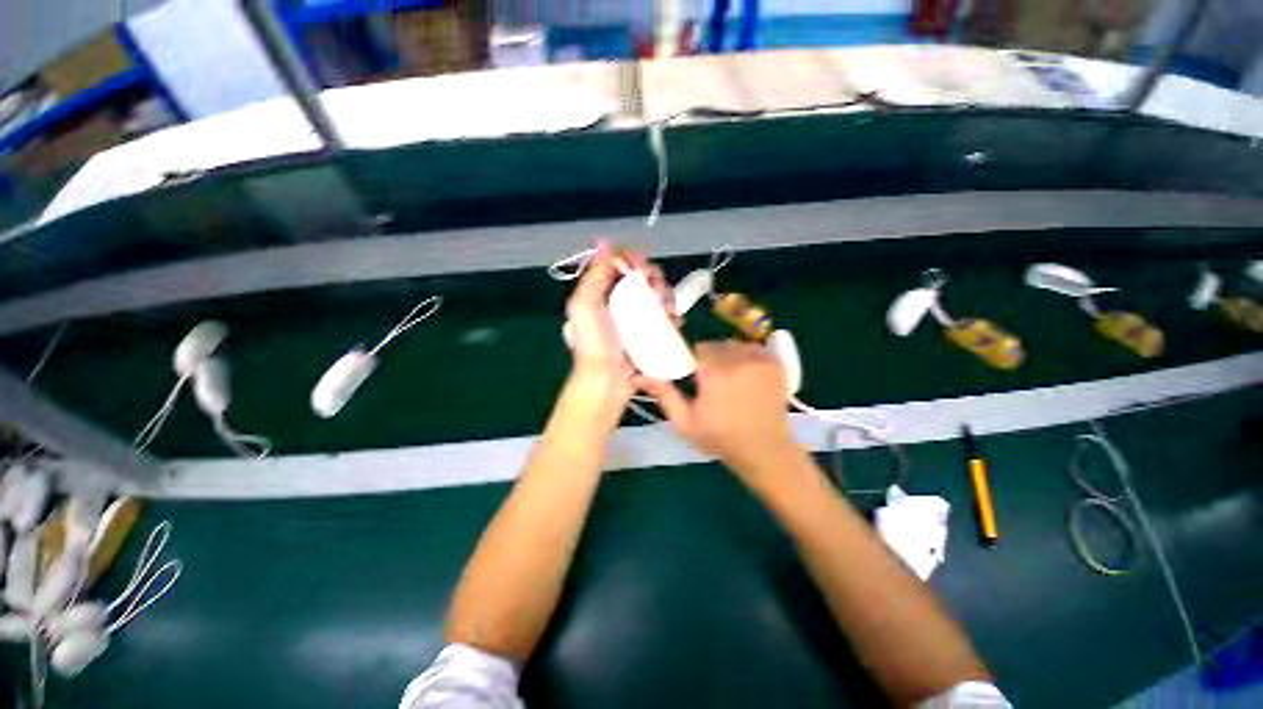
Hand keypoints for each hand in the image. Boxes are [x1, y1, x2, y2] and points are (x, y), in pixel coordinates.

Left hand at [565, 240, 672, 396]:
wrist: (606, 380)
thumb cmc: (593, 343)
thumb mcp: (585, 305)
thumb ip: (594, 275)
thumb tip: (604, 242)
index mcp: (602, 292)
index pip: (622, 266)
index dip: (634, 261)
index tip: (641, 267)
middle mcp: (620, 302)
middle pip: (643, 279)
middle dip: (653, 280)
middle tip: (655, 291)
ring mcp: (637, 319)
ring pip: (658, 296)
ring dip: (666, 297)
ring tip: (667, 309)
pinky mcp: (651, 334)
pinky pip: (665, 317)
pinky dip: (672, 315)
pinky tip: (674, 320)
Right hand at [640, 341, 802, 487]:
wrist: (766, 452)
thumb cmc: (721, 439)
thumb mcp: (685, 422)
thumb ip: (663, 395)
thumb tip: (638, 375)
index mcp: (715, 373)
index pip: (695, 350)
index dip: (691, 362)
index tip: (692, 376)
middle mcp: (739, 360)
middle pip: (714, 346)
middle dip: (708, 360)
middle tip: (708, 381)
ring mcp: (761, 360)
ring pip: (733, 345)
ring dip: (726, 357)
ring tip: (728, 379)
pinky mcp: (776, 363)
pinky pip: (752, 349)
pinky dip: (745, 357)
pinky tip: (745, 375)